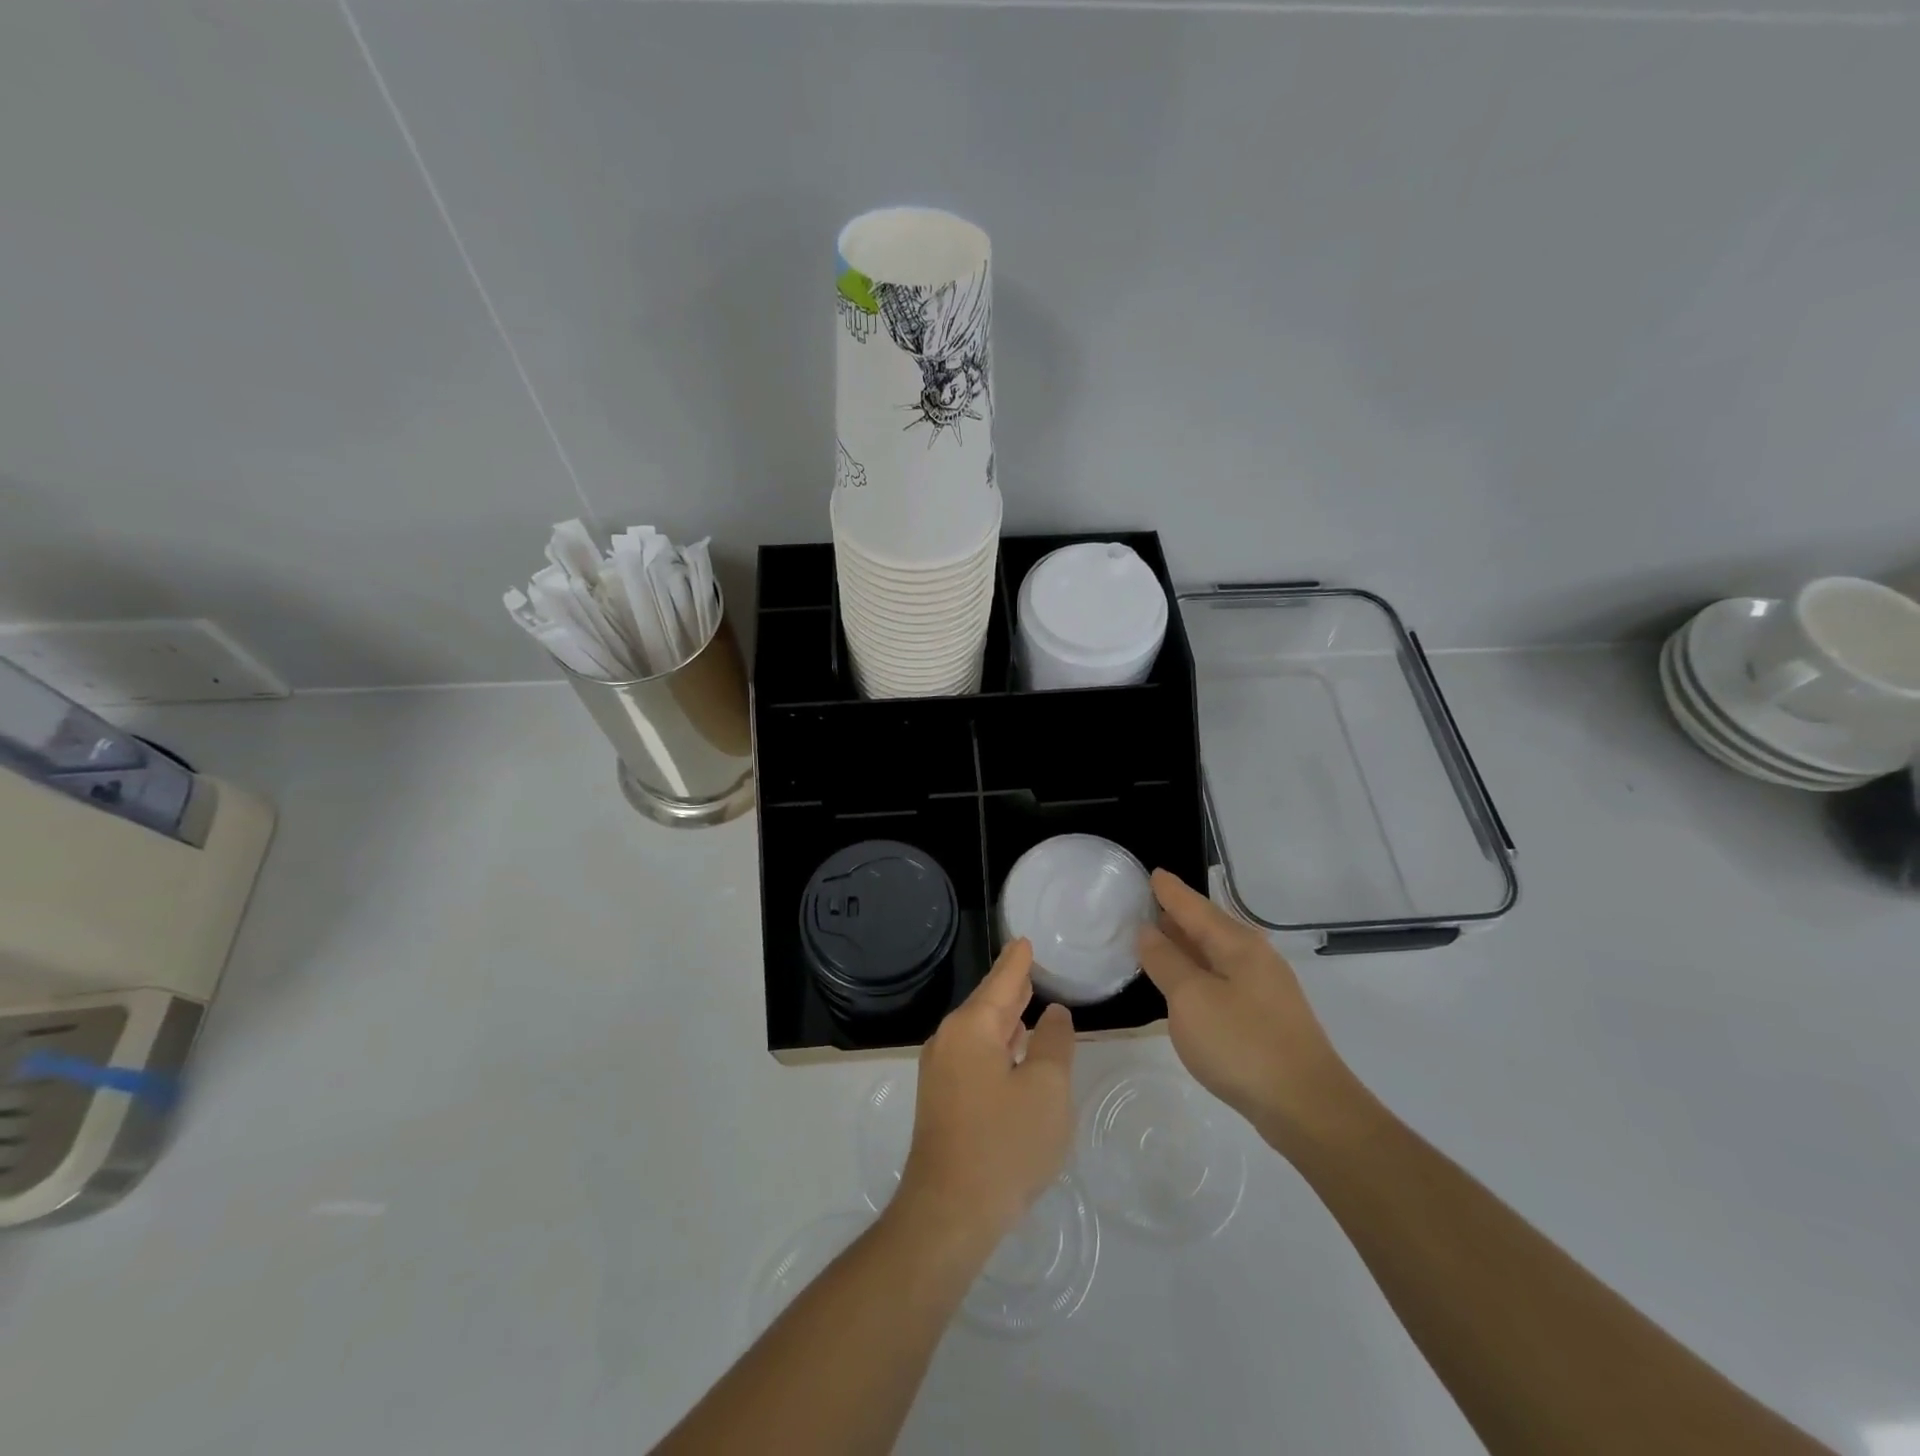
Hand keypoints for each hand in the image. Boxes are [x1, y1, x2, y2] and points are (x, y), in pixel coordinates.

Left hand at [893, 939, 1074, 1254]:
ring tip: (1029, 1000)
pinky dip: (998, 1044)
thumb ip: (1054, 1044)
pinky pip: (975, 1055)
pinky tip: (1014, 1050)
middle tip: (1032, 965)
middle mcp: (949, 1040)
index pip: (1002, 981)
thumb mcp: (1047, 1090)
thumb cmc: (1005, 1144)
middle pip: (987, 1003)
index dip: (1018, 961)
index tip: (1026, 940)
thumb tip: (1054, 1014)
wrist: (949, 1212)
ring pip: (980, 1031)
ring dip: (1005, 1017)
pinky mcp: (942, 1099)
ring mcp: (941, 1071)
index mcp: (971, 1027)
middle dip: (1011, 986)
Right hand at [1137, 870, 1359, 1146]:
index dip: (1170, 892)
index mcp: (1237, 944)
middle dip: (1179, 915)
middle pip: (1209, 926)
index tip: (1152, 873)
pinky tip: (1185, 985)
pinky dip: (1198, 972)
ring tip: (1158, 938)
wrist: (1307, 1108)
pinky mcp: (1265, 1018)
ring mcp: (1264, 989)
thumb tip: (1148, 931)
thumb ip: (1166, 962)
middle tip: (1146, 903)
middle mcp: (1254, 958)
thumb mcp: (1191, 999)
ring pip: (1216, 954)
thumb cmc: (1243, 1045)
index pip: (1195, 907)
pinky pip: (1222, 979)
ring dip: (1187, 945)